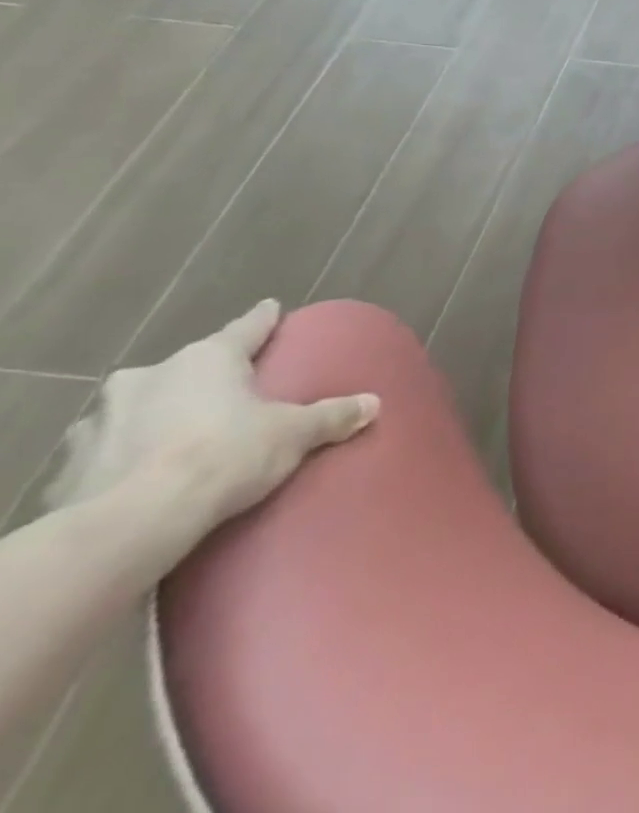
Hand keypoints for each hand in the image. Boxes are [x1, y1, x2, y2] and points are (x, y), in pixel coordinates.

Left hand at [46, 302, 378, 532]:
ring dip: (156, 416)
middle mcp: (149, 376)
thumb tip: (374, 404)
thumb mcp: (295, 434)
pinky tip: (141, 473)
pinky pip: (108, 450)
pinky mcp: (69, 466)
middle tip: (227, 394)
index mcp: (207, 358)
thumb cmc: (225, 455)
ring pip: (138, 407)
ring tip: (179, 438)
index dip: (263, 319)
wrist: (134, 523)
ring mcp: (100, 421)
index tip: (272, 309)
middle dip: (202, 378)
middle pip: (187, 367)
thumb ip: (333, 415)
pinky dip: (125, 455)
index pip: (246, 327)